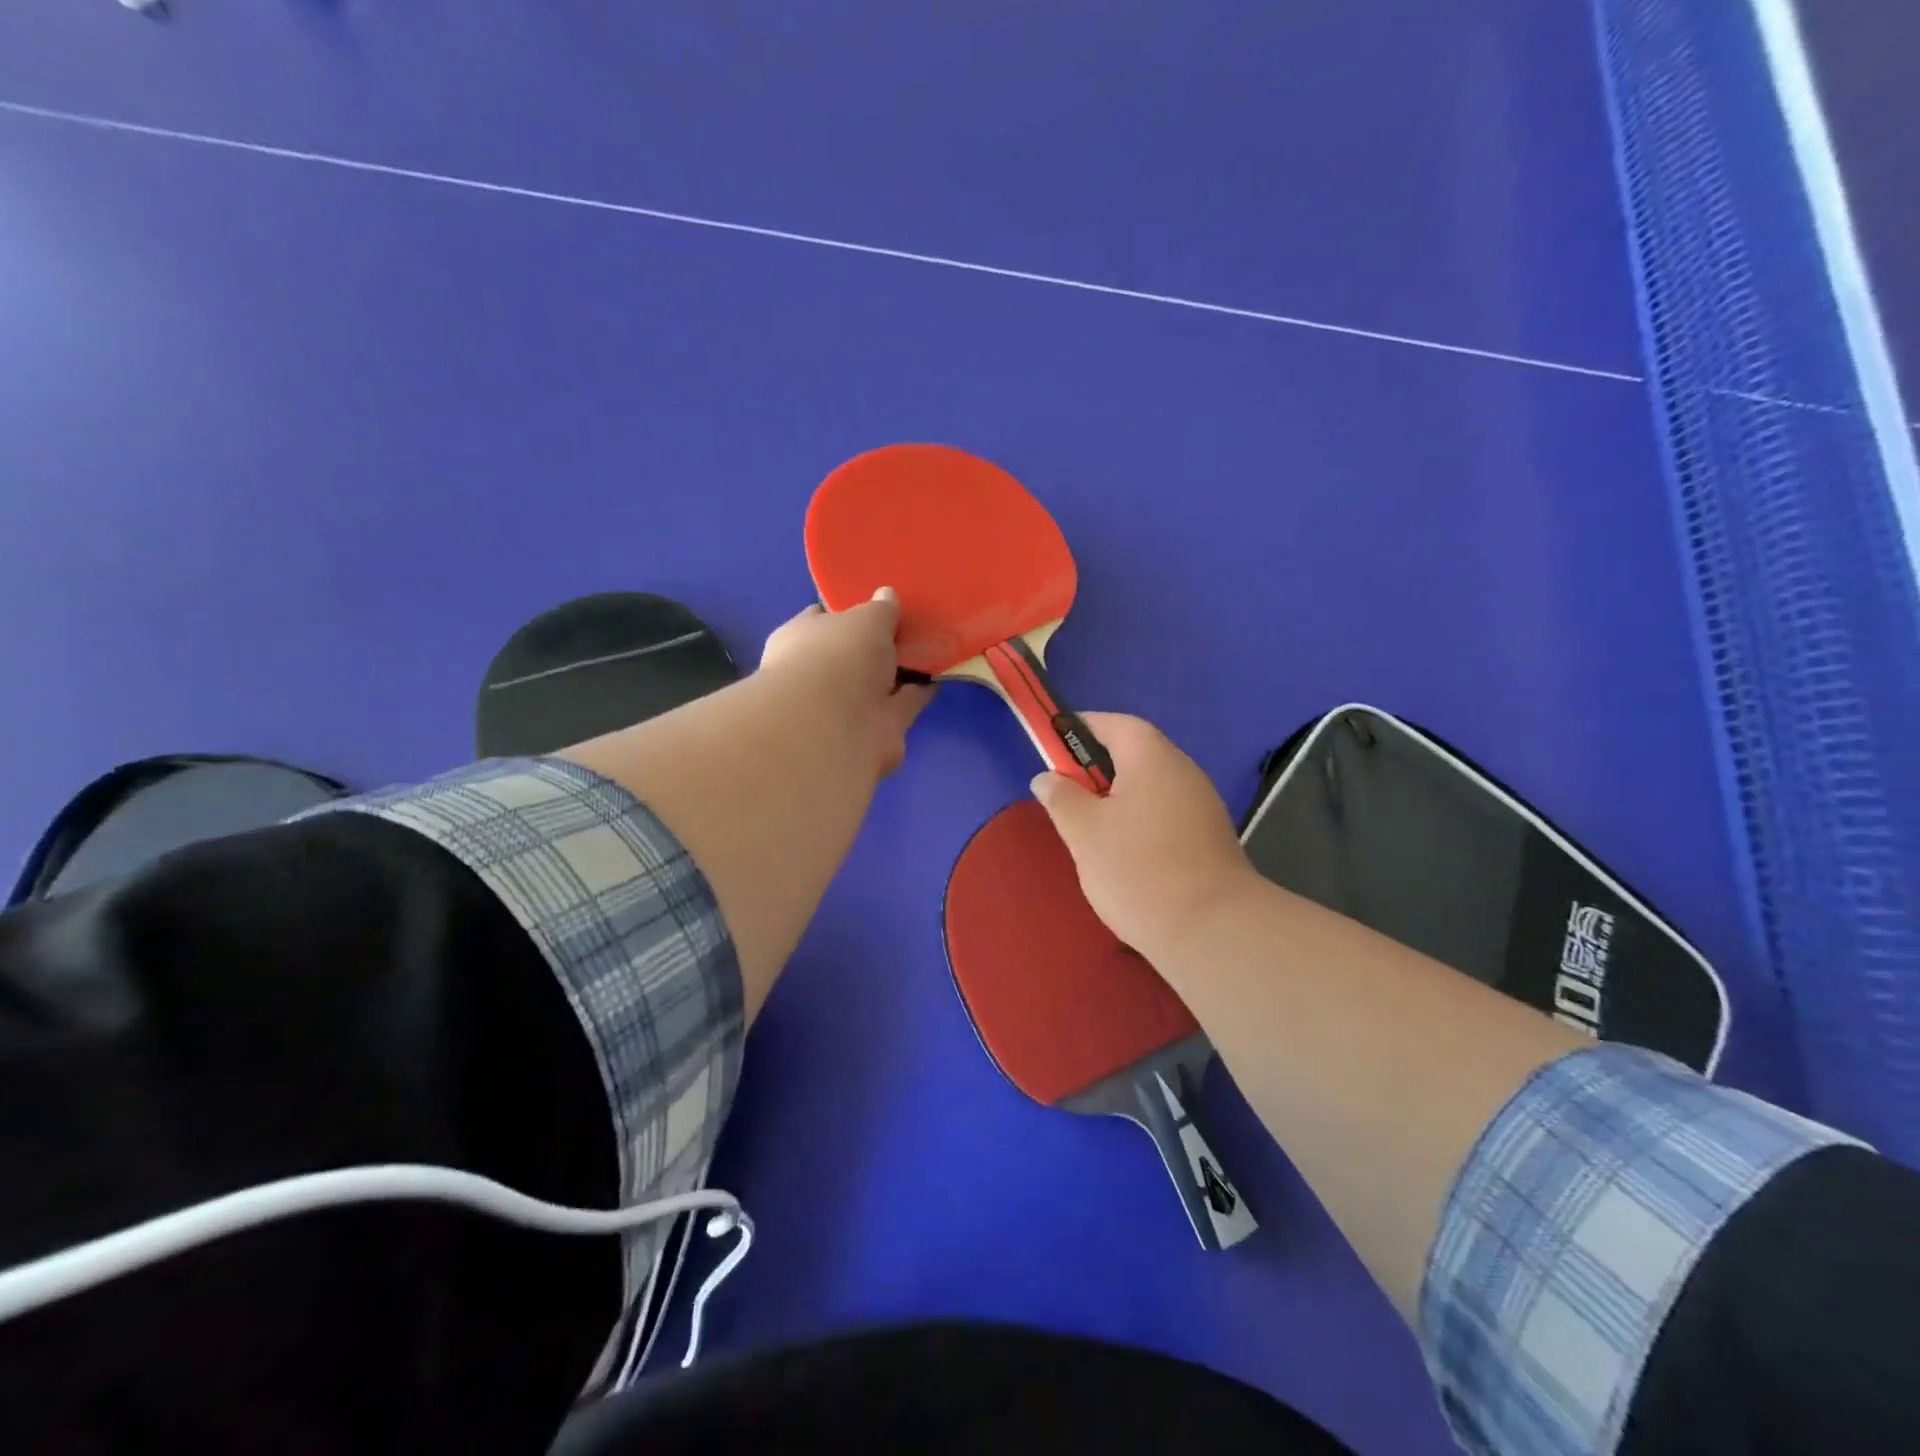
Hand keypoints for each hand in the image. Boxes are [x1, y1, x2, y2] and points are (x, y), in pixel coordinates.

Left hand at [758, 588, 934, 777]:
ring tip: (935, 648)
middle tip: (913, 625)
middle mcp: (820, 673)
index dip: (849, 610)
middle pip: (854, 653)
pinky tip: (940, 676)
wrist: (836, 726)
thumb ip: (880, 609)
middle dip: (879, 644)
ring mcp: (846, 705)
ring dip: (901, 671)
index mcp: (802, 639)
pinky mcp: (875, 729)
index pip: (822, 618)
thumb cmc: (838, 656)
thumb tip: (887, 595)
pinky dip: (918, 693)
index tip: (879, 602)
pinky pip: (901, 704)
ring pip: (879, 682)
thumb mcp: (865, 618)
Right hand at [1030, 713, 1260, 958]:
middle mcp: (1183, 771)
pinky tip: (1122, 851)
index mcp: (1152, 758)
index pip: (1115, 724)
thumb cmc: (1137, 869)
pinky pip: (1165, 813)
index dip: (1082, 727)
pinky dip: (1139, 820)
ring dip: (1118, 796)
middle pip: (1135, 753)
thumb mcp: (1084, 831)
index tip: (1052, 742)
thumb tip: (1047, 777)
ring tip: (1088, 826)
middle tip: (1064, 790)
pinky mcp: (1209, 838)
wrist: (1211, 929)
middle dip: (1097, 766)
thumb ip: (1061, 797)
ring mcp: (1202, 805)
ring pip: (1150, 786)